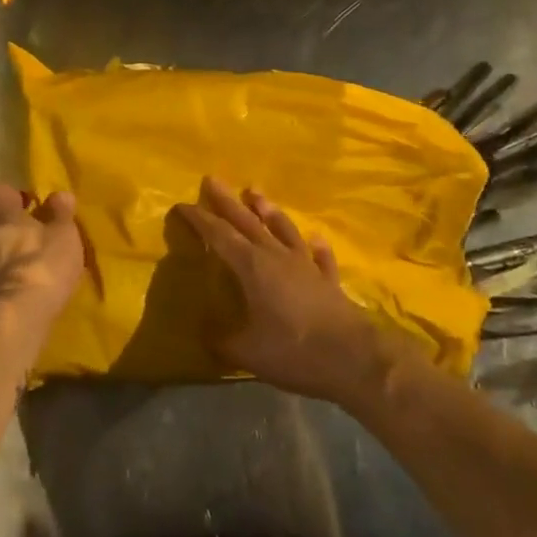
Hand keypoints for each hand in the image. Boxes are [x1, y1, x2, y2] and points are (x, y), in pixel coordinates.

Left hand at [0, 179, 87, 345]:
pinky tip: (28, 280)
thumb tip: (58, 195)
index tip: (18, 197)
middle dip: (2, 218)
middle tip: (28, 224)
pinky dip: (7, 271)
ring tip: (33, 255)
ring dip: (5, 246)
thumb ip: (61, 213)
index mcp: (1, 214)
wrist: (17, 317)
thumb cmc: (42, 264)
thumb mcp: (64, 234)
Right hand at [175, 177, 405, 405]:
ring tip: (256, 193)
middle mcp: (277, 257)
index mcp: (252, 267)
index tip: (182, 205)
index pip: (220, 236)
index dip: (200, 220)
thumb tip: (205, 334)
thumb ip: (223, 341)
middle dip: (228, 202)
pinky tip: (315, 239)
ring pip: (283, 230)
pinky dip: (316, 247)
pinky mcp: (329, 281)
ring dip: (269, 211)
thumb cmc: (294, 350)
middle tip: (213, 179)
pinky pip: (320, 257)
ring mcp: (306, 266)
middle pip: (248, 222)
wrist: (354, 358)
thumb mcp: (248, 352)